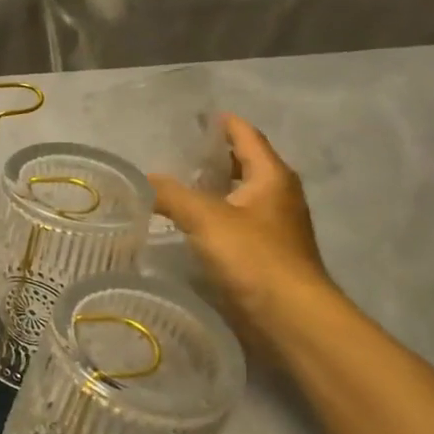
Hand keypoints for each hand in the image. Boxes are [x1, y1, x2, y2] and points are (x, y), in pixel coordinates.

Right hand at [151, 113, 333, 351]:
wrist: (290, 316)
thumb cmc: (253, 256)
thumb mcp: (205, 218)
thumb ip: (171, 194)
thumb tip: (144, 179)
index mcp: (272, 177)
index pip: (247, 136)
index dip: (224, 124)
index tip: (199, 116)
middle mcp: (279, 196)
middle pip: (246, 164)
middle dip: (216, 157)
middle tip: (179, 152)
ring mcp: (276, 226)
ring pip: (241, 196)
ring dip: (214, 188)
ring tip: (178, 185)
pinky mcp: (267, 254)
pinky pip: (237, 223)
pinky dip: (216, 216)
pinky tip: (190, 224)